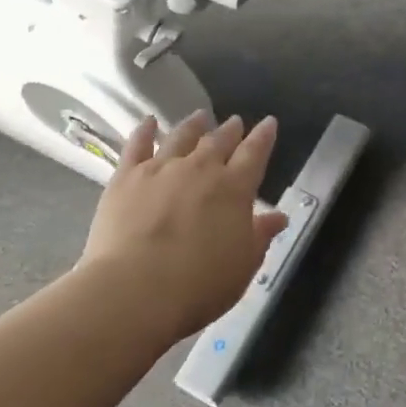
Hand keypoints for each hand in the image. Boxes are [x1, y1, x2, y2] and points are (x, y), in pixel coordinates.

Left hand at [80, 110, 288, 342]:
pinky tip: (148, 122)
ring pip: (181, 136)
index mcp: (234, 188)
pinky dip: (144, 131)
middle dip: (230, 130)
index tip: (268, 122)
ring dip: (194, 125)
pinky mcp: (127, 177)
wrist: (134, 290)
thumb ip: (260, 236)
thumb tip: (278, 216)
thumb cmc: (198, 286)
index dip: (263, 136)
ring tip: (200, 117)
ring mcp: (161, 168)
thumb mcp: (242, 266)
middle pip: (219, 141)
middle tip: (235, 121)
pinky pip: (137, 145)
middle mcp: (200, 168)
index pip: (254, 153)